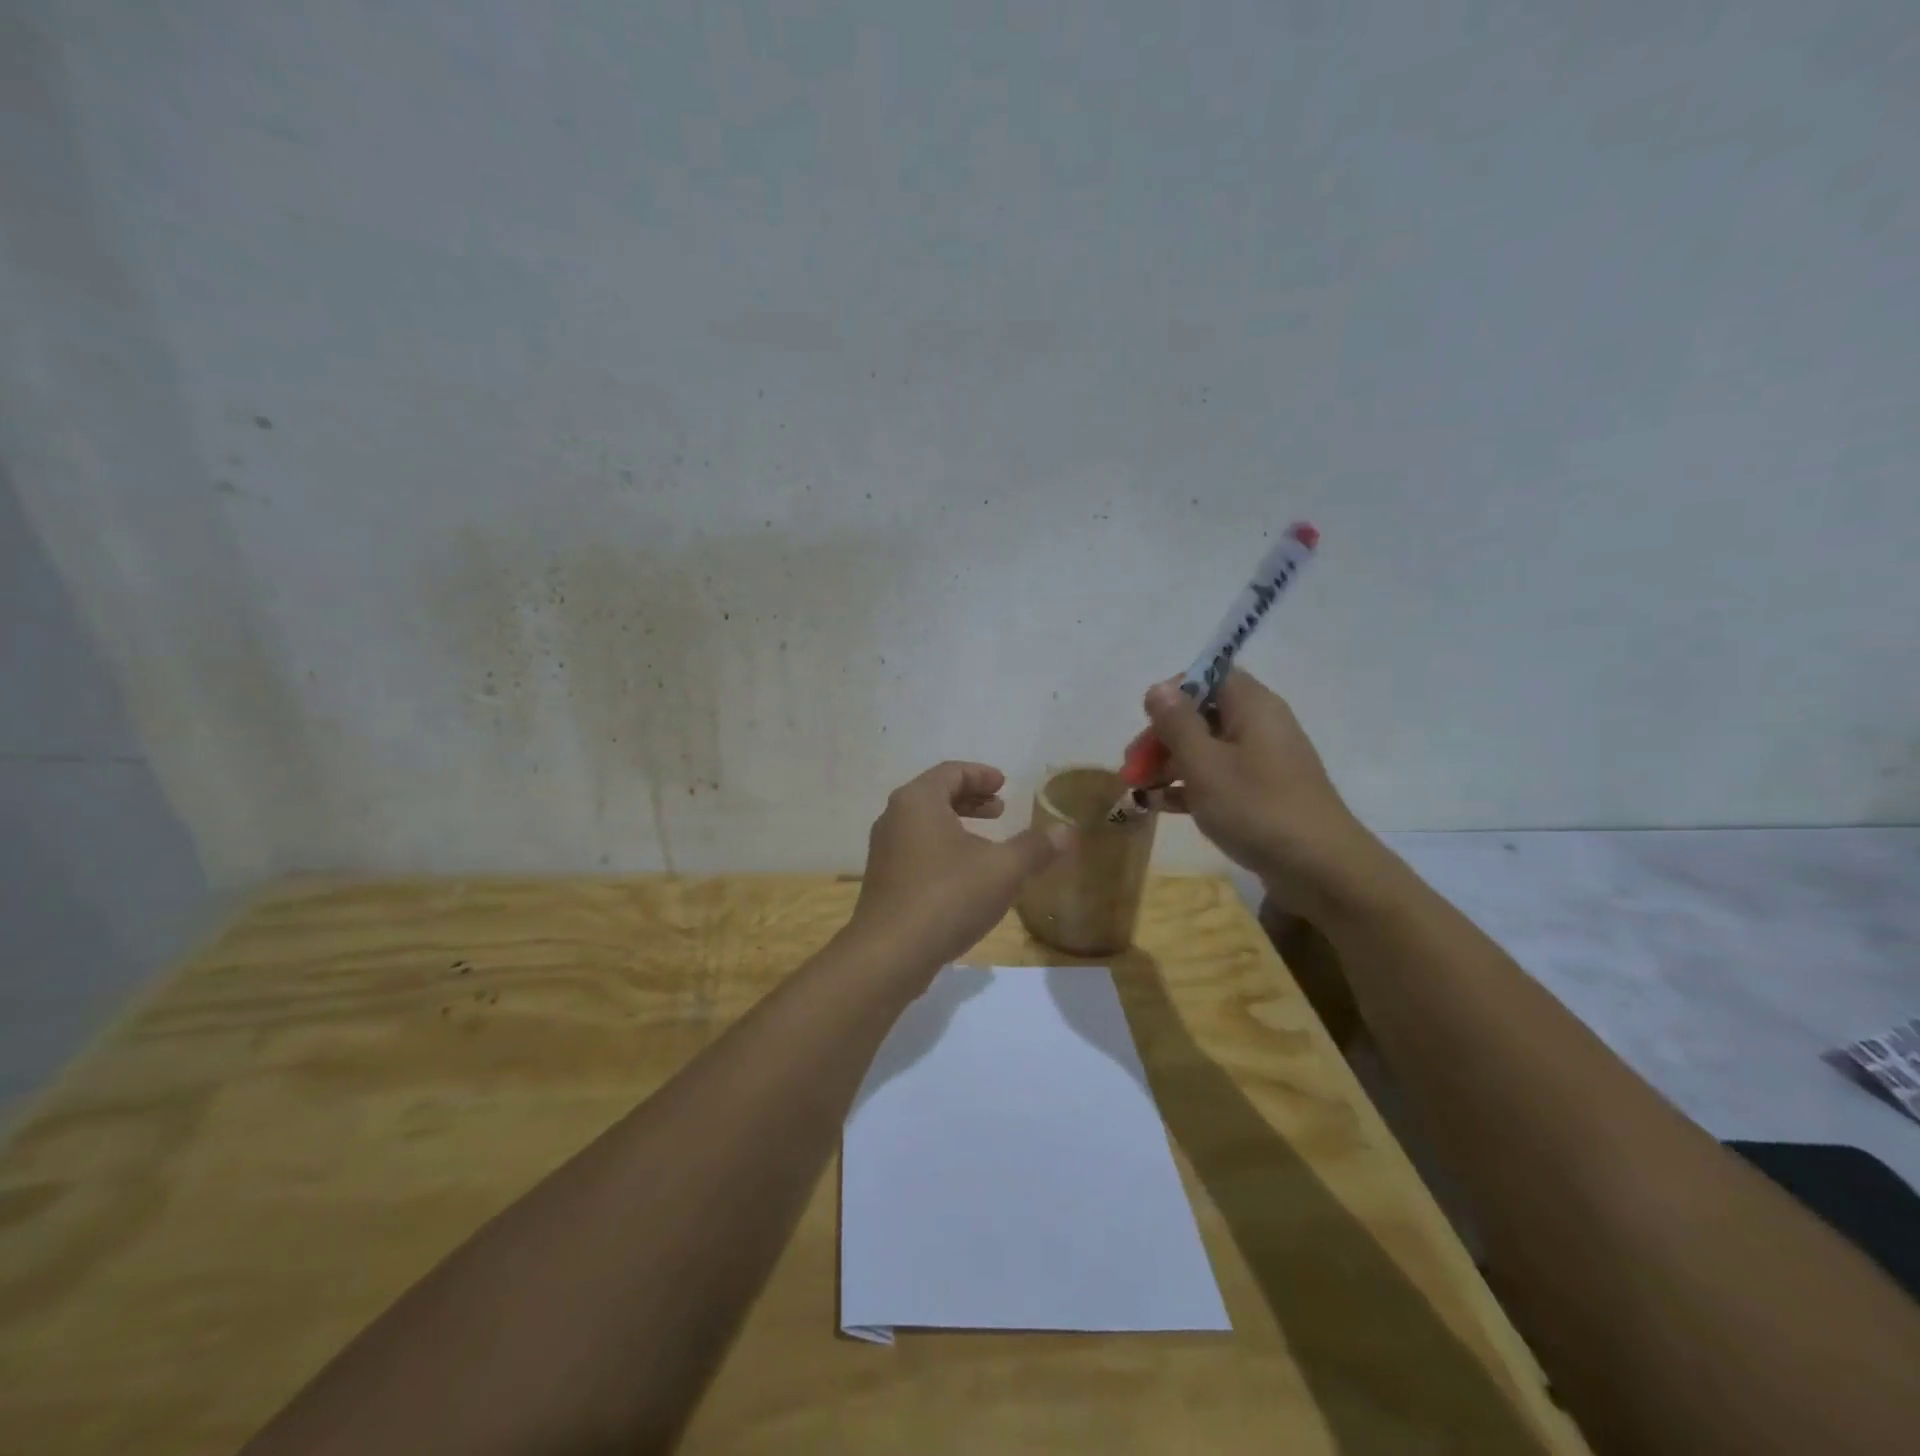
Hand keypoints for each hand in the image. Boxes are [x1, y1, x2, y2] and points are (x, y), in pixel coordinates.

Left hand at [847, 762, 1070, 969]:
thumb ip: (1036, 847)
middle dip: (971, 800)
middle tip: (1000, 810)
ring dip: (958, 826)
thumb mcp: (1003, 869)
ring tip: (988, 843)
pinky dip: (943, 849)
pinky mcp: (884, 880)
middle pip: (936, 795)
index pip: (951, 772)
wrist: (890, 954)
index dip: (981, 775)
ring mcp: (884, 850)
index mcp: (919, 800)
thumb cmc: (948, 897)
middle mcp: (895, 817)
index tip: (1005, 785)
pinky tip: (965, 876)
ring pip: (925, 824)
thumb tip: (1067, 831)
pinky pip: (917, 850)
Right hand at [1144, 671, 1379, 909]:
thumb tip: (1158, 688)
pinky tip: (1158, 806)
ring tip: (1137, 792)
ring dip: (1168, 765)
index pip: (1208, 676)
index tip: (1146, 724)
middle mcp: (1259, 726)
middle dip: (1161, 738)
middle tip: (1131, 769)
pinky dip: (1188, 787)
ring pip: (1204, 749)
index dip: (1172, 694)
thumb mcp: (1205, 764)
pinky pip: (1216, 778)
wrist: (1321, 870)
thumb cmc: (1257, 808)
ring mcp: (1261, 762)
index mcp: (1252, 706)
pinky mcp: (1261, 794)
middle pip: (1200, 715)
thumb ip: (1177, 723)